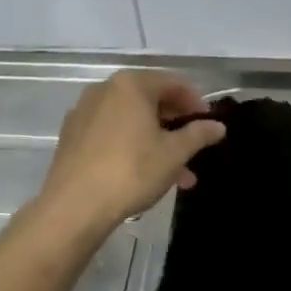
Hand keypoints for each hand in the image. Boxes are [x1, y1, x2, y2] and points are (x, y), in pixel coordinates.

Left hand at [37, 70, 225, 230]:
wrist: (74, 206)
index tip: (208, 124)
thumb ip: (198, 134)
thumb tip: (218, 126)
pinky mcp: (72, 136)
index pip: (173, 83)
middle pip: (150, 100)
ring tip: (178, 174)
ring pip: (132, 121)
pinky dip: (132, 146)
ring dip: (157, 141)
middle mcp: (104, 90)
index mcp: (131, 85)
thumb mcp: (174, 154)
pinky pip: (112, 133)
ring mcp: (84, 113)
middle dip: (176, 125)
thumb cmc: (131, 171)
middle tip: (194, 148)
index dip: (195, 102)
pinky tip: (146, 174)